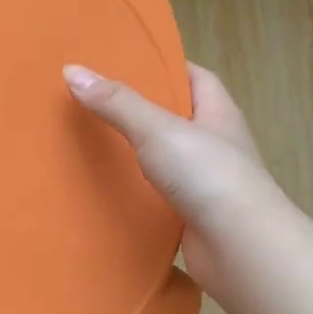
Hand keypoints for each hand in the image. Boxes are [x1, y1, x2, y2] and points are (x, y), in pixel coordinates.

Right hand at [64, 62, 277, 300]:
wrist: (241, 250)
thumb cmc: (208, 176)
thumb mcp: (158, 129)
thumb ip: (116, 102)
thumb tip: (71, 70)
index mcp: (218, 113)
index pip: (195, 77)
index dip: (164, 67)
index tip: (125, 63)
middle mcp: (216, 144)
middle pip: (176, 117)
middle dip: (141, 109)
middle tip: (96, 101)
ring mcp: (206, 182)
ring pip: (165, 158)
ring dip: (136, 153)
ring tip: (91, 142)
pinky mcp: (193, 216)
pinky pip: (159, 194)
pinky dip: (137, 191)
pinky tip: (107, 189)